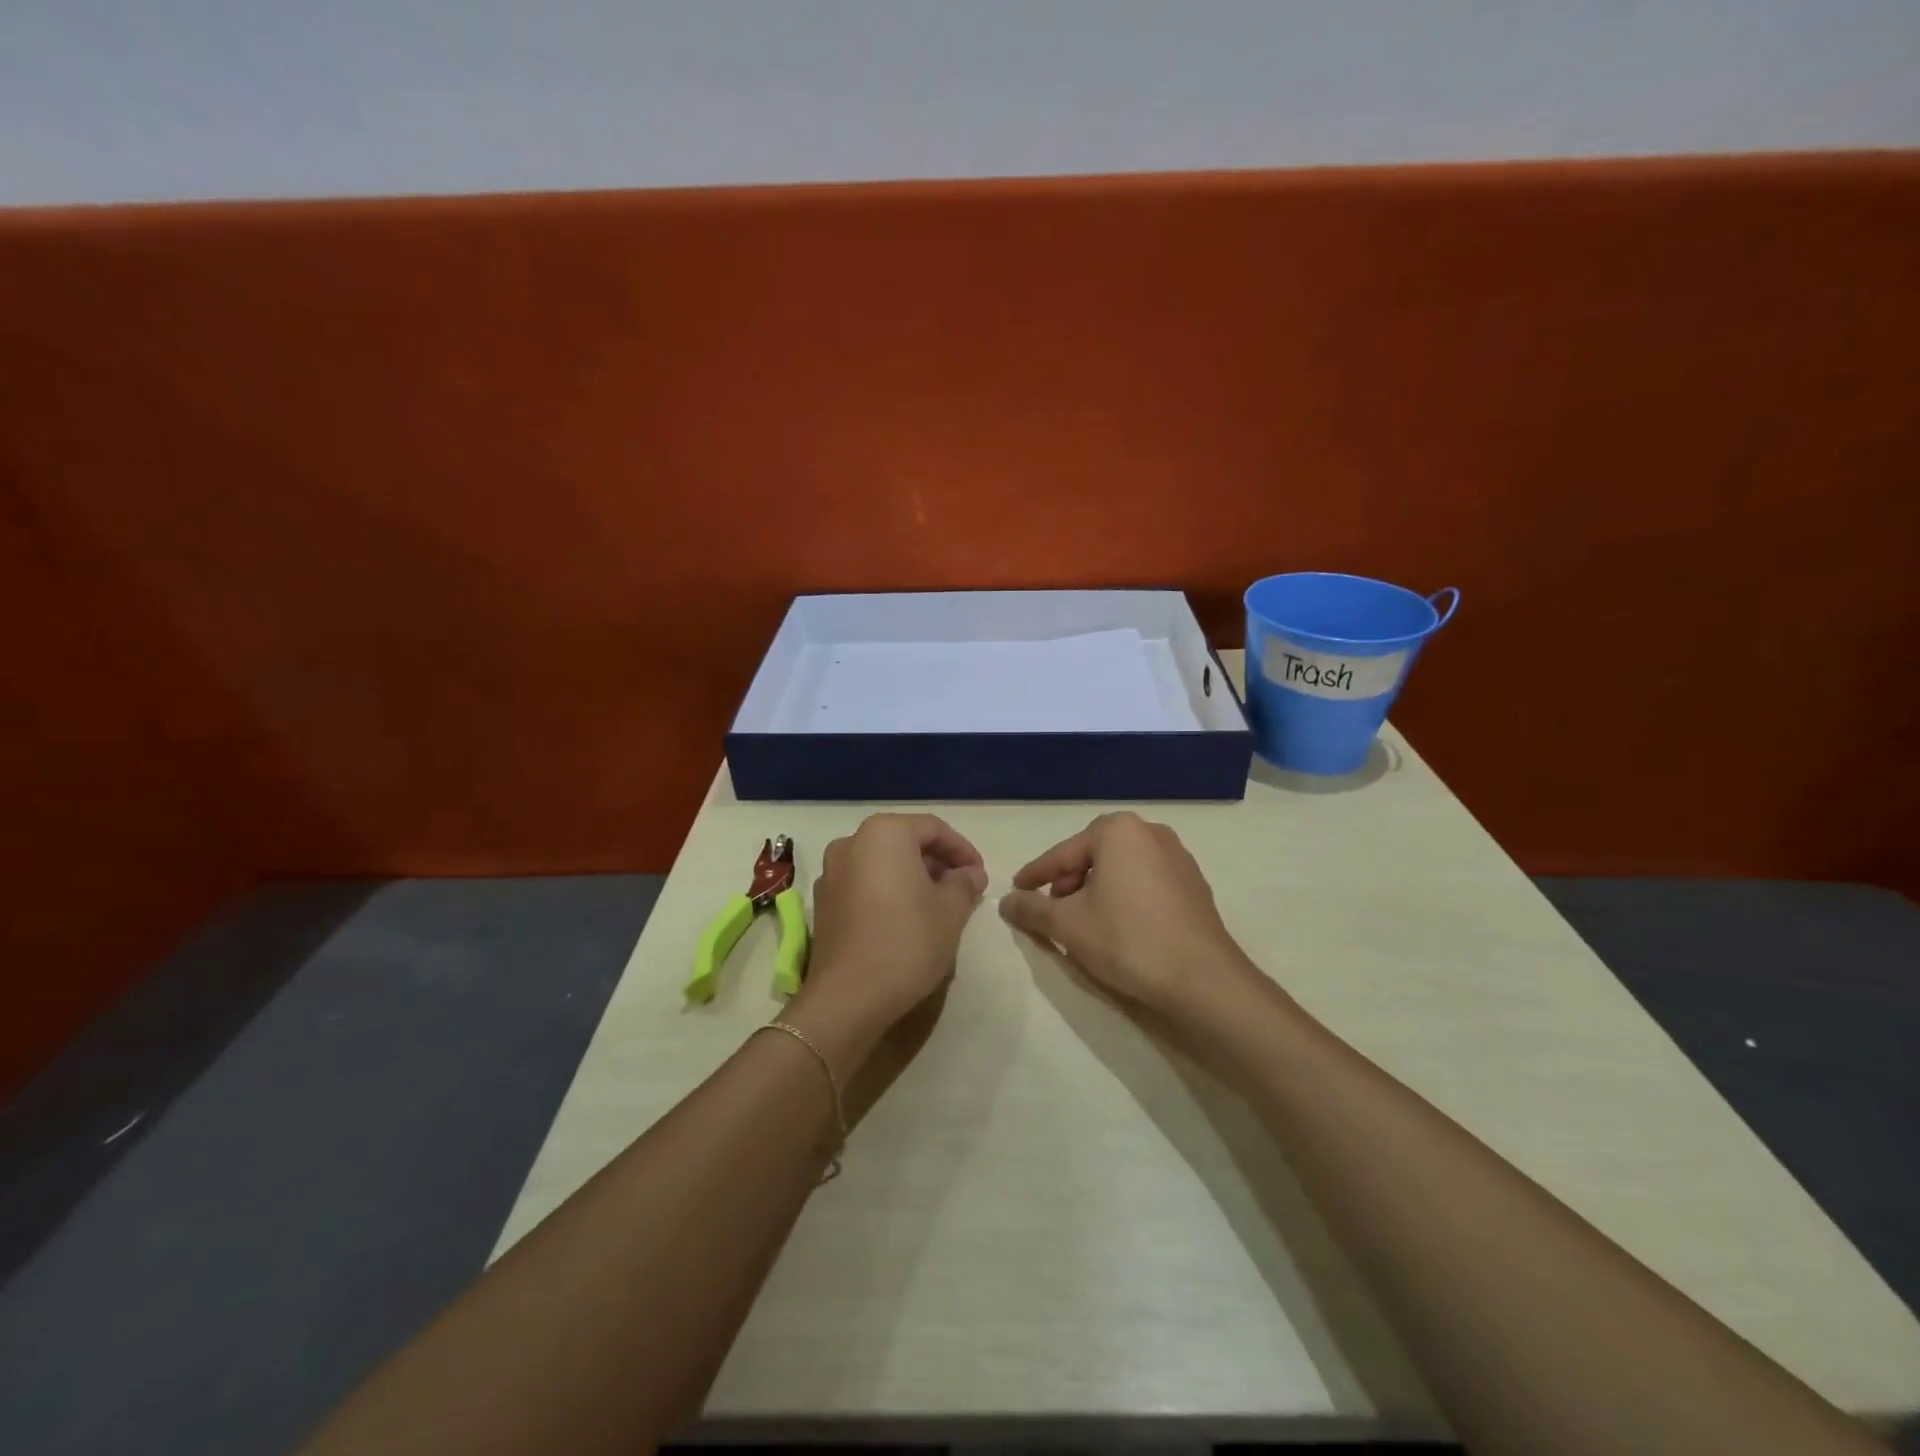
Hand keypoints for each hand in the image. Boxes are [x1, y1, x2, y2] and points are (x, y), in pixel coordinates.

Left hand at [794, 813, 987, 1038]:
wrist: (848, 997)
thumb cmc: (907, 941)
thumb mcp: (951, 911)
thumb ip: (964, 883)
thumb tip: (970, 873)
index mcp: (884, 833)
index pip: (933, 829)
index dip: (962, 850)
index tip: (980, 875)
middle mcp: (851, 843)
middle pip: (904, 842)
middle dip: (936, 863)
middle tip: (963, 889)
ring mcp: (831, 873)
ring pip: (882, 864)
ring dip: (912, 878)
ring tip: (938, 906)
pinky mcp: (823, 903)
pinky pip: (863, 884)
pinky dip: (888, 892)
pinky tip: (905, 920)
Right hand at [999, 811, 1251, 1014]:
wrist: (1202, 979)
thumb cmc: (1127, 939)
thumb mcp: (1067, 924)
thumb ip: (1031, 908)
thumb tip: (1005, 901)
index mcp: (1118, 830)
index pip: (1062, 853)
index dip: (1035, 875)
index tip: (1016, 891)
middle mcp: (1150, 832)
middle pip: (1093, 855)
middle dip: (1068, 880)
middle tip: (1052, 908)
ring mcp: (1178, 858)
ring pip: (1121, 868)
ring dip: (1097, 889)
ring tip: (1083, 920)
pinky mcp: (1194, 886)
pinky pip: (1146, 883)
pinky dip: (1125, 897)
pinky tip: (1119, 926)